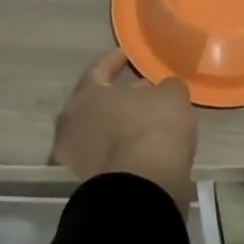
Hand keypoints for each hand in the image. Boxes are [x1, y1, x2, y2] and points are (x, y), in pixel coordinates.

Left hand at [52, 49, 196, 208]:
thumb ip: (164, 86)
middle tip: (141, 88)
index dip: (116, 60)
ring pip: (100, 130)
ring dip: (119, 122)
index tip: (129, 54)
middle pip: (95, 102)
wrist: (143, 190)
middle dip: (117, 95)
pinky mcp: (89, 182)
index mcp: (85, 96)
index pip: (98, 69)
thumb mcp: (171, 95)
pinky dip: (122, 145)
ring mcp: (77, 157)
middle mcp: (72, 124)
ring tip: (147, 117)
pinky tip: (145, 142)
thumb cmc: (152, 128)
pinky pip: (107, 153)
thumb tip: (161, 89)